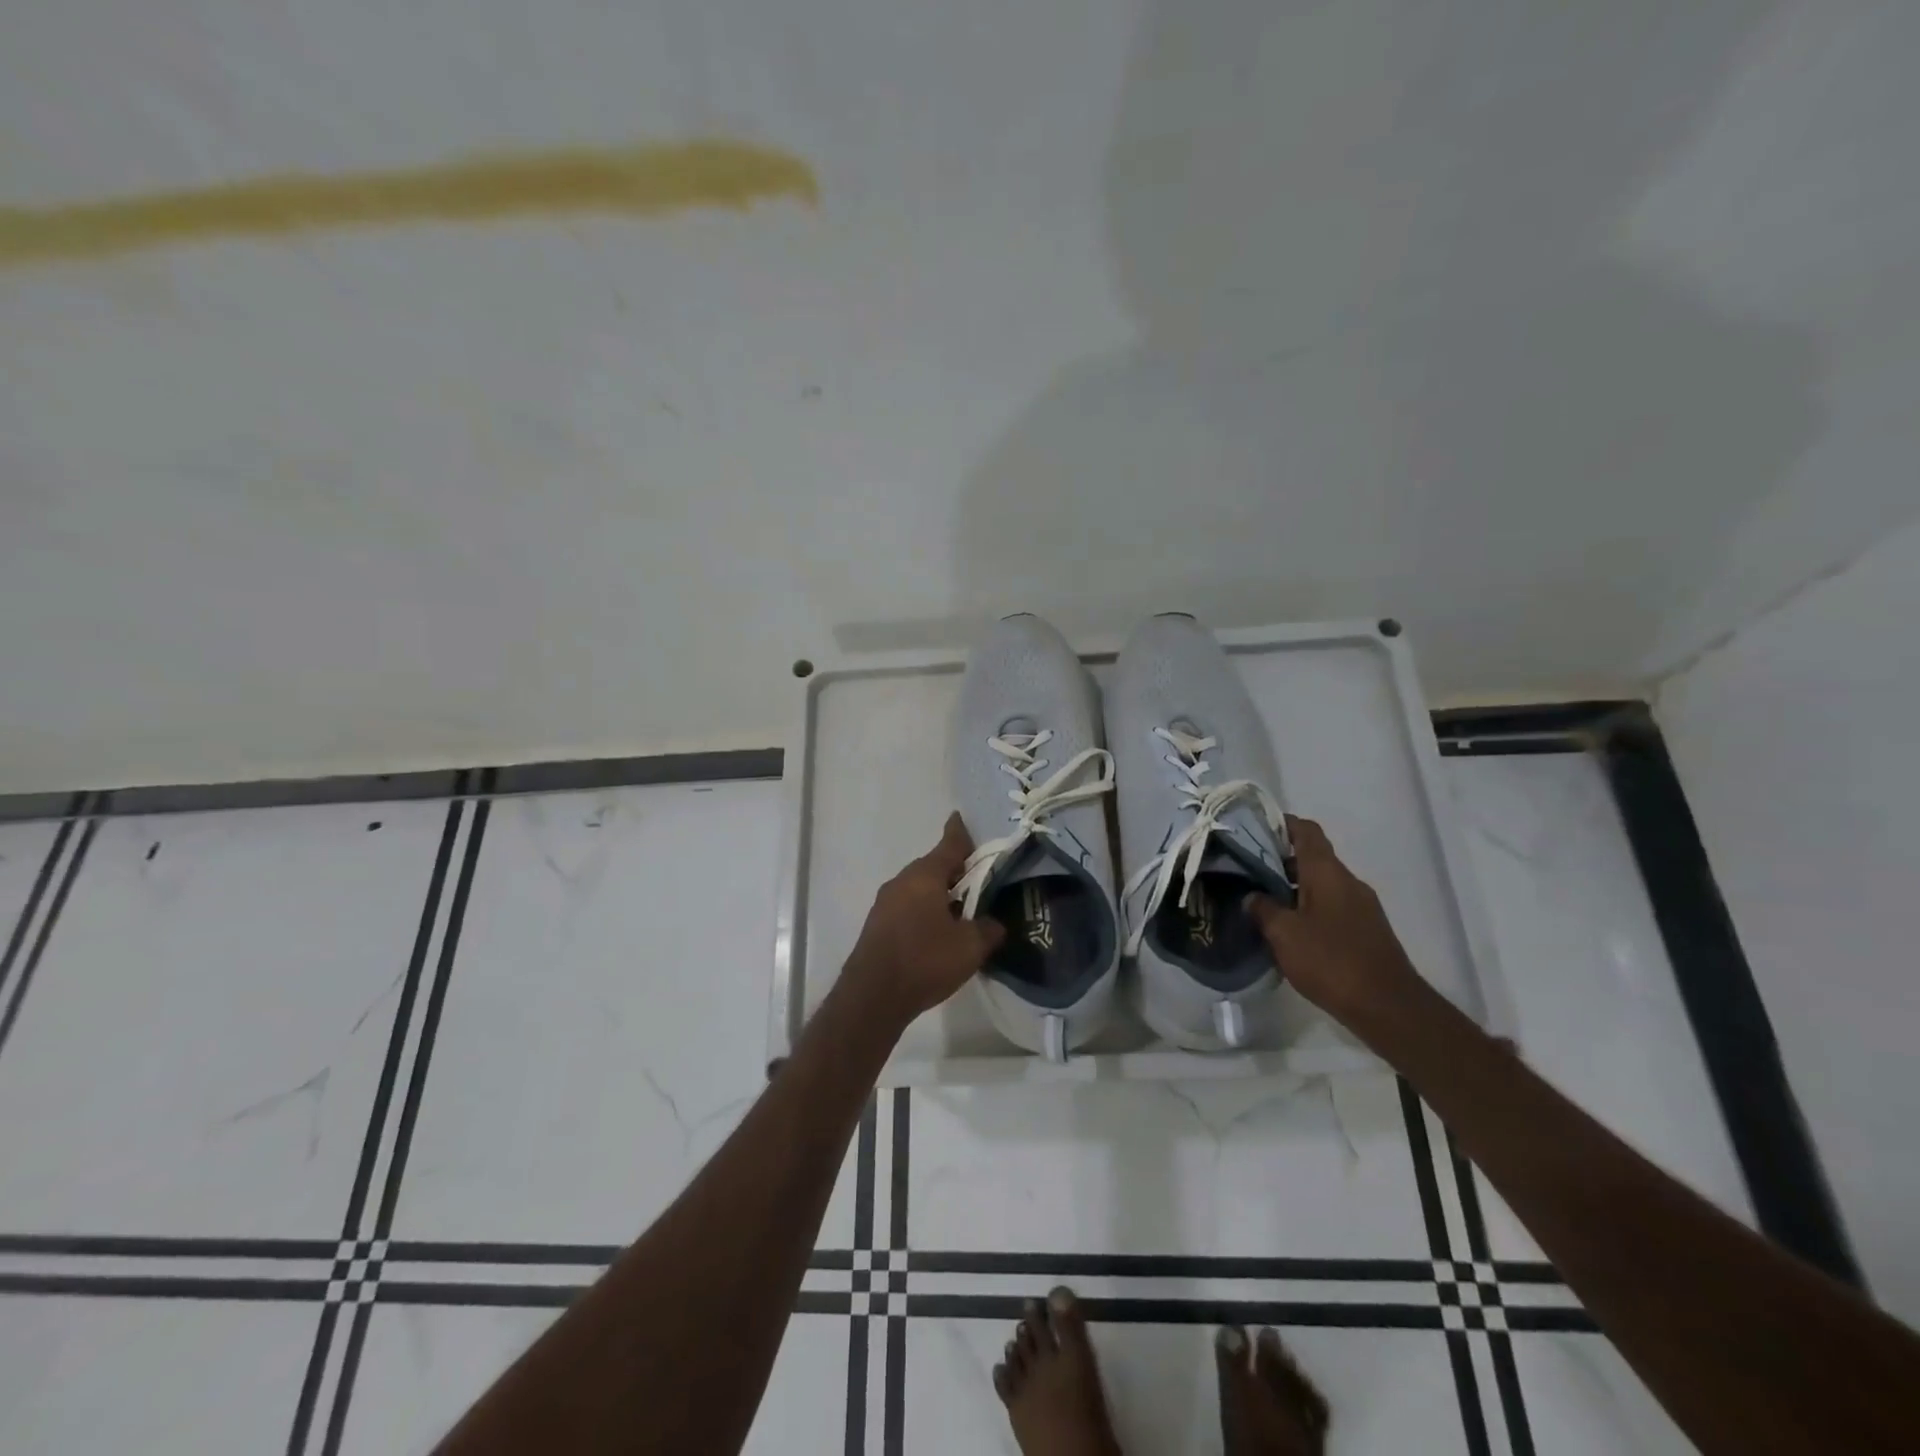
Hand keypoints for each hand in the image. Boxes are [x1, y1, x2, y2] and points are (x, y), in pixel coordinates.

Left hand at [843, 814, 1006, 1028]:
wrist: (872, 997)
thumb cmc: (925, 961)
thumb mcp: (970, 947)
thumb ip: (988, 929)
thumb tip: (994, 923)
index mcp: (925, 876)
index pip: (949, 845)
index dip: (960, 833)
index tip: (961, 818)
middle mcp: (902, 881)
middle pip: (934, 866)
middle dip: (955, 870)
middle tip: (979, 878)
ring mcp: (885, 902)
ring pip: (920, 888)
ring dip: (940, 893)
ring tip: (963, 908)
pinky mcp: (878, 924)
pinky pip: (908, 906)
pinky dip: (925, 910)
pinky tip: (938, 931)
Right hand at [1245, 815, 1424, 1026]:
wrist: (1388, 1007)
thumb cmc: (1331, 961)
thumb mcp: (1284, 933)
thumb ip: (1263, 908)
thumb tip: (1252, 896)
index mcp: (1328, 872)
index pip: (1306, 831)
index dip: (1281, 824)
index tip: (1253, 828)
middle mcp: (1347, 882)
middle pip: (1312, 857)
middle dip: (1279, 860)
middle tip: (1246, 869)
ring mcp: (1361, 906)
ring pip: (1321, 884)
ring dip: (1292, 887)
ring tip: (1261, 900)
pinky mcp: (1365, 930)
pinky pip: (1330, 906)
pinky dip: (1307, 908)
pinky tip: (1288, 928)